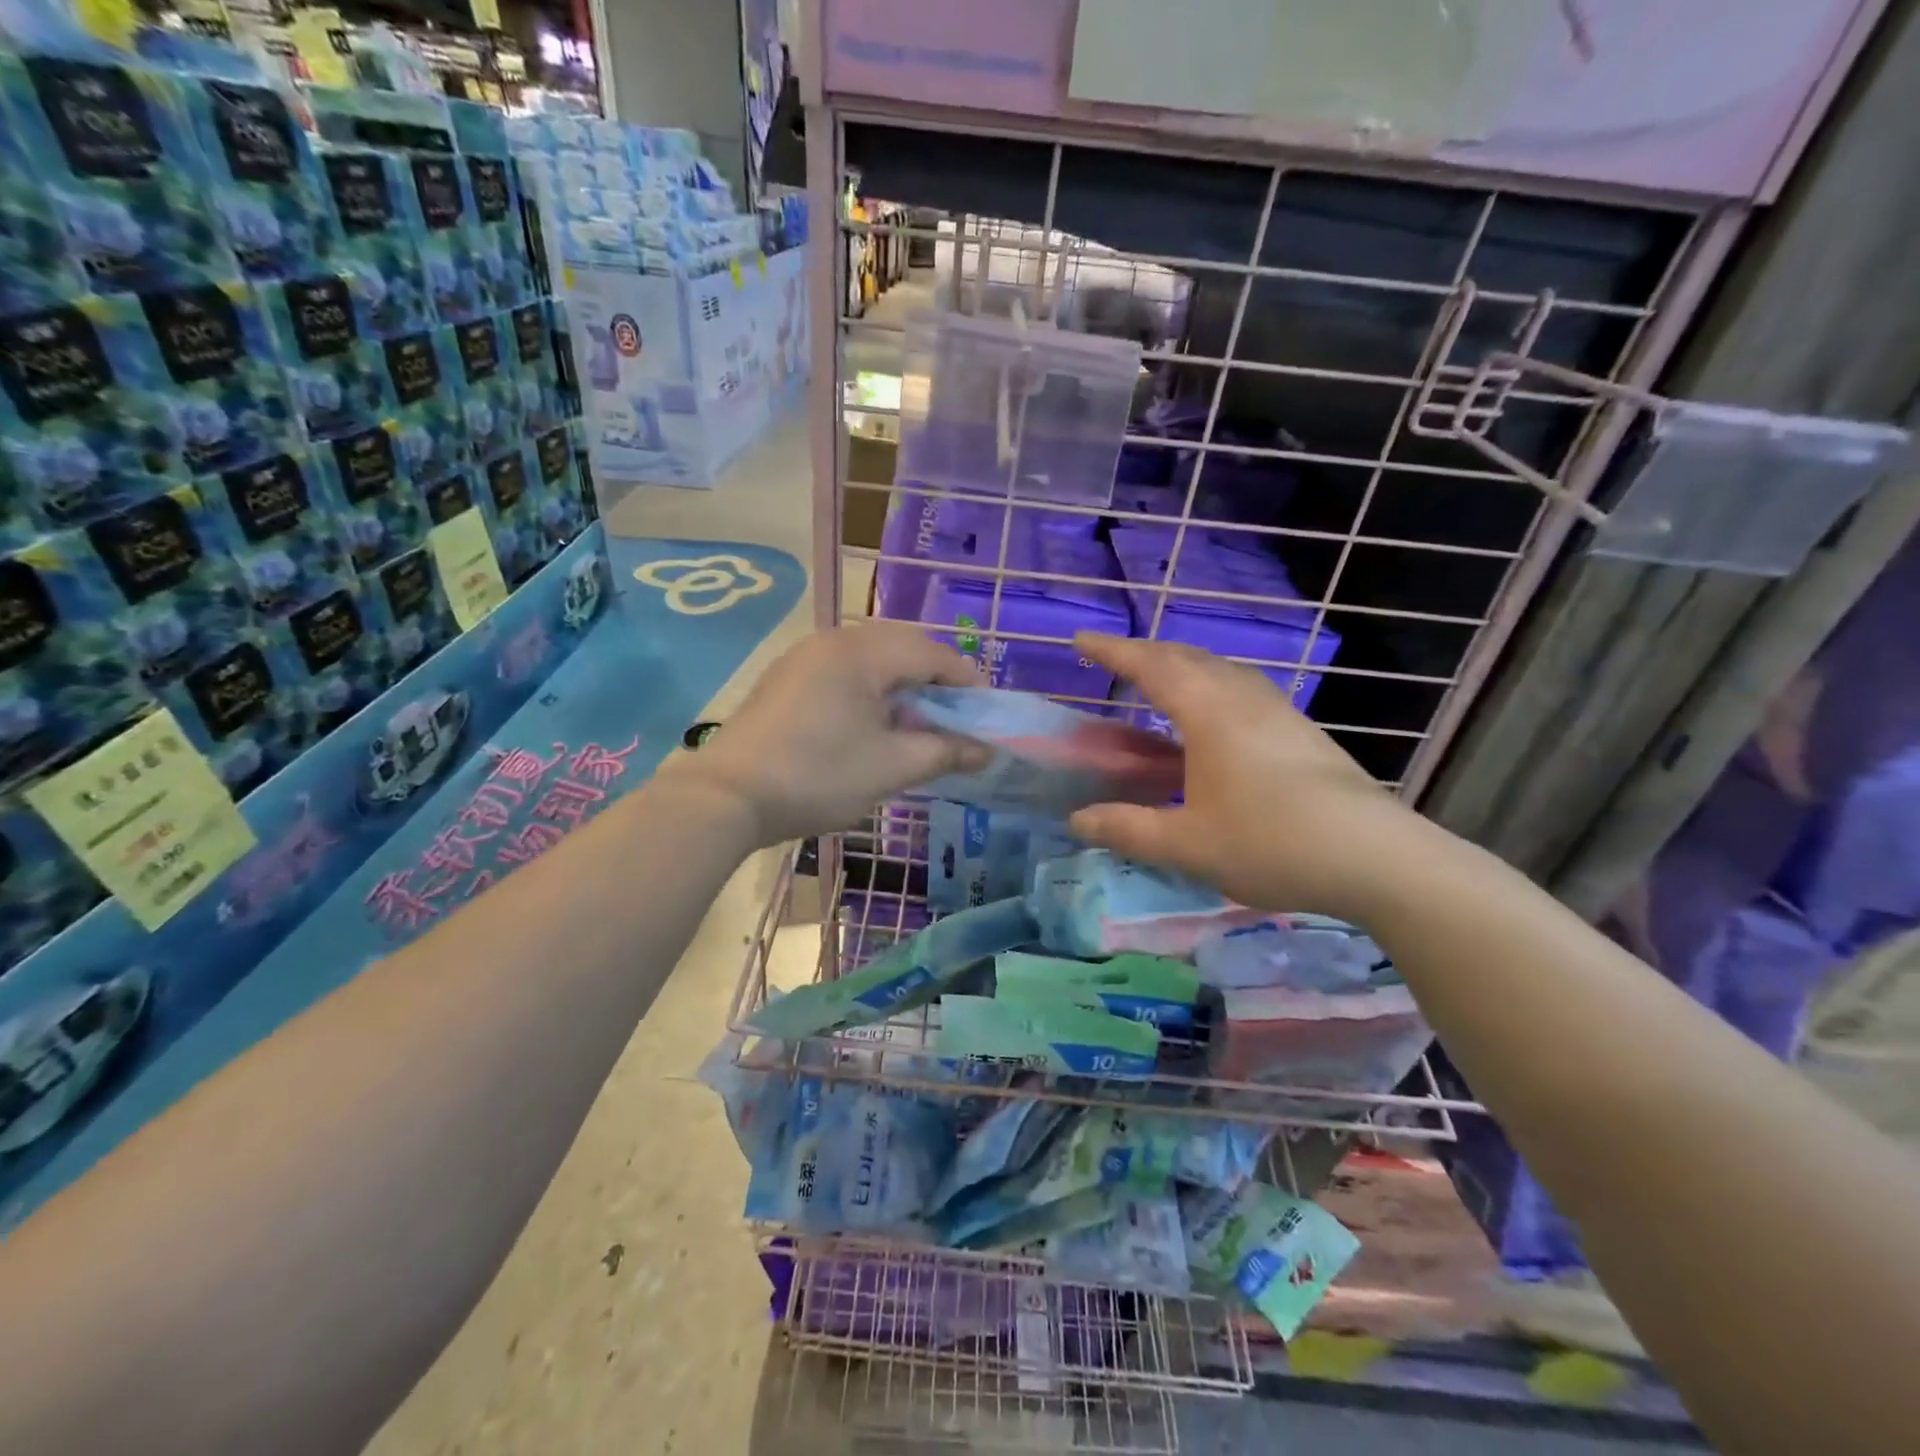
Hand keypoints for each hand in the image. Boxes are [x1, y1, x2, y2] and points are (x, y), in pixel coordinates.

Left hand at [671, 623, 988, 845]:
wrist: (726, 796)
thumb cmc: (817, 776)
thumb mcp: (891, 767)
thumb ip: (945, 752)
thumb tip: (986, 751)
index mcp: (863, 652)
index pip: (933, 654)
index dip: (968, 684)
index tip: (987, 718)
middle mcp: (834, 640)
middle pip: (903, 647)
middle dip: (936, 682)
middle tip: (955, 721)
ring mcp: (805, 656)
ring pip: (872, 659)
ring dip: (903, 686)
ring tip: (917, 726)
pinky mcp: (787, 678)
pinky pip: (844, 671)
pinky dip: (871, 691)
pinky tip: (873, 725)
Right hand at [1066, 634, 1428, 920]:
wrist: (1378, 857)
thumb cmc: (1271, 843)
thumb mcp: (1187, 845)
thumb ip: (1127, 829)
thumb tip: (1077, 820)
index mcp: (1208, 712)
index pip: (1150, 666)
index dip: (1112, 651)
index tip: (1080, 639)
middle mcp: (1243, 697)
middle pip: (1187, 657)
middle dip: (1146, 653)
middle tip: (1115, 662)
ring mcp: (1278, 710)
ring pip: (1220, 670)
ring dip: (1182, 667)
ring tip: (1159, 684)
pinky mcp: (1301, 730)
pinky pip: (1241, 689)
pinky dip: (1210, 688)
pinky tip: (1213, 721)